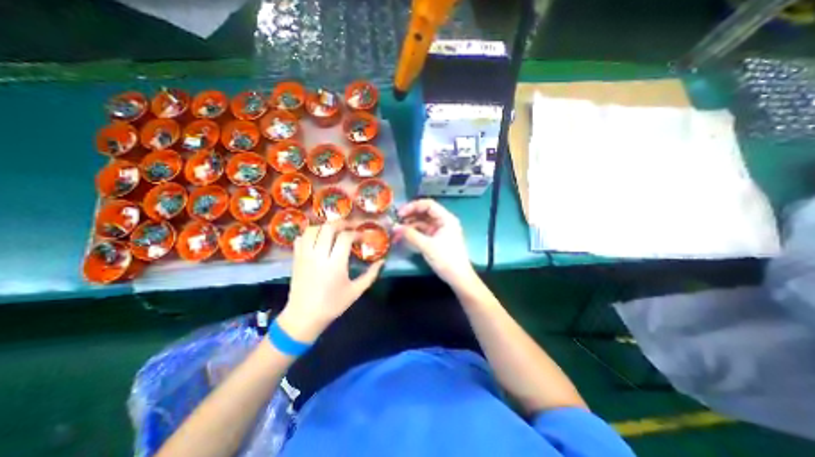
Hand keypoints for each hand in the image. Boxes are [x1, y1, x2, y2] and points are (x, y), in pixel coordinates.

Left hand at [278, 224, 384, 340]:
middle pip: (328, 228)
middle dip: (342, 223)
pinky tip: (318, 239)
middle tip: (350, 227)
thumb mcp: (356, 291)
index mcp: (335, 264)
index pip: (345, 237)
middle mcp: (318, 256)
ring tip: (335, 231)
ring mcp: (304, 256)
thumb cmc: (332, 305)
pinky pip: (301, 238)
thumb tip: (382, 261)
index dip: (356, 233)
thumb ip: (371, 275)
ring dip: (325, 226)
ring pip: (312, 229)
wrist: (303, 317)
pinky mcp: (296, 259)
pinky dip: (310, 234)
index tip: (362, 236)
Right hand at [395, 199, 478, 289]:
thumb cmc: (446, 259)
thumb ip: (410, 235)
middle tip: (396, 221)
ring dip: (410, 225)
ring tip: (397, 229)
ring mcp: (440, 230)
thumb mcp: (427, 246)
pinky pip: (423, 231)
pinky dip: (414, 232)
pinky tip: (404, 235)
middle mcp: (443, 221)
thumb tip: (395, 227)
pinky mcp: (436, 239)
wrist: (458, 277)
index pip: (428, 205)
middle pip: (425, 213)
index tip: (400, 213)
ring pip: (423, 222)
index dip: (413, 206)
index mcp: (446, 219)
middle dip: (410, 216)